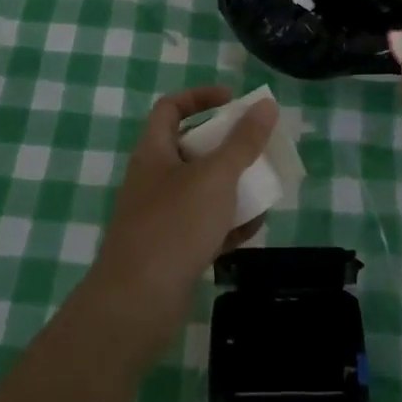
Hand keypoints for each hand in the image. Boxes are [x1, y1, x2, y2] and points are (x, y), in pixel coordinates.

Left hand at [84, 86, 277, 362]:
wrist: (136, 304)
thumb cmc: (174, 226)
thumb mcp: (215, 177)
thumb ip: (243, 141)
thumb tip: (265, 105)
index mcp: (154, 152)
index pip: (171, 108)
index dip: (200, 97)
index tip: (233, 101)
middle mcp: (153, 179)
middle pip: (192, 149)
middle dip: (227, 147)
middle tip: (258, 148)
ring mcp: (160, 216)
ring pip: (201, 190)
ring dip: (233, 187)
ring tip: (265, 187)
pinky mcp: (171, 250)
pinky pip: (204, 226)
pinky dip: (228, 223)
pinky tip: (254, 227)